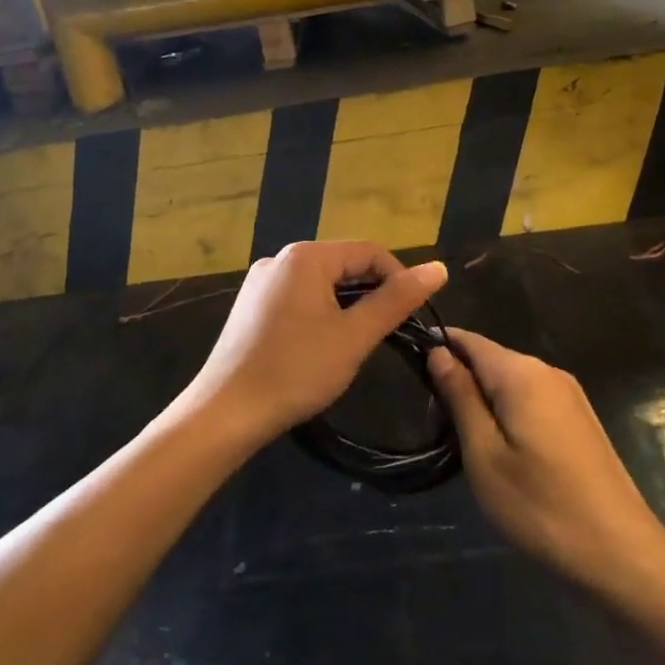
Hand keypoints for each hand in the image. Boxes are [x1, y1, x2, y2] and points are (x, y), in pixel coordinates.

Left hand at [187, 242, 448, 442]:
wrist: (226, 413)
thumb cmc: (296, 371)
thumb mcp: (354, 336)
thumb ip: (397, 300)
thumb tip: (439, 268)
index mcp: (306, 256)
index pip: (370, 251)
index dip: (398, 279)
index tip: (412, 316)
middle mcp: (280, 258)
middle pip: (343, 264)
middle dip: (371, 293)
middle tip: (385, 335)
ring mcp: (260, 282)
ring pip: (320, 283)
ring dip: (345, 306)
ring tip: (354, 343)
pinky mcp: (250, 305)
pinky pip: (297, 297)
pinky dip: (319, 313)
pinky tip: (318, 347)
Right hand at [428, 329, 664, 600]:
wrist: (622, 554)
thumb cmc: (541, 506)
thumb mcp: (484, 454)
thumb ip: (460, 396)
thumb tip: (438, 352)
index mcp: (521, 373)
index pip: (469, 340)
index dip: (437, 348)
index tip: (410, 374)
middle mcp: (548, 371)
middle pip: (491, 359)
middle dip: (460, 380)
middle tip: (435, 424)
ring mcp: (570, 395)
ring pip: (511, 381)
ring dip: (483, 401)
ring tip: (463, 442)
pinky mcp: (581, 419)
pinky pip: (532, 400)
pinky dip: (508, 413)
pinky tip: (502, 451)